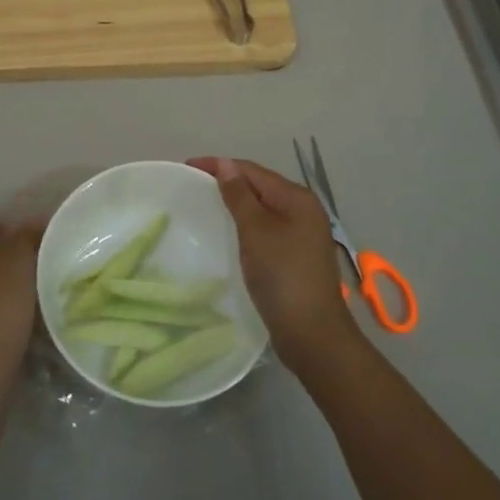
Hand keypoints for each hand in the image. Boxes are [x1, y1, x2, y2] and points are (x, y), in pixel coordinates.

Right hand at [188, 157, 357, 371]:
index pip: (252, 170)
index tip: (187, 167)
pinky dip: (247, 225)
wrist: (312, 334)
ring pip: (263, 208)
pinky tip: (231, 234)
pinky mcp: (297, 256)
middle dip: (228, 182)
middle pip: (260, 186)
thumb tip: (226, 164)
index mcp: (297, 198)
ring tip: (207, 206)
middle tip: (194, 186)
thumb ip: (239, 195)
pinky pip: (266, 229)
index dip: (219, 165)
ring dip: (237, 204)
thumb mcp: (255, 230)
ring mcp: (303, 234)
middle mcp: (304, 210)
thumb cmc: (282, 275)